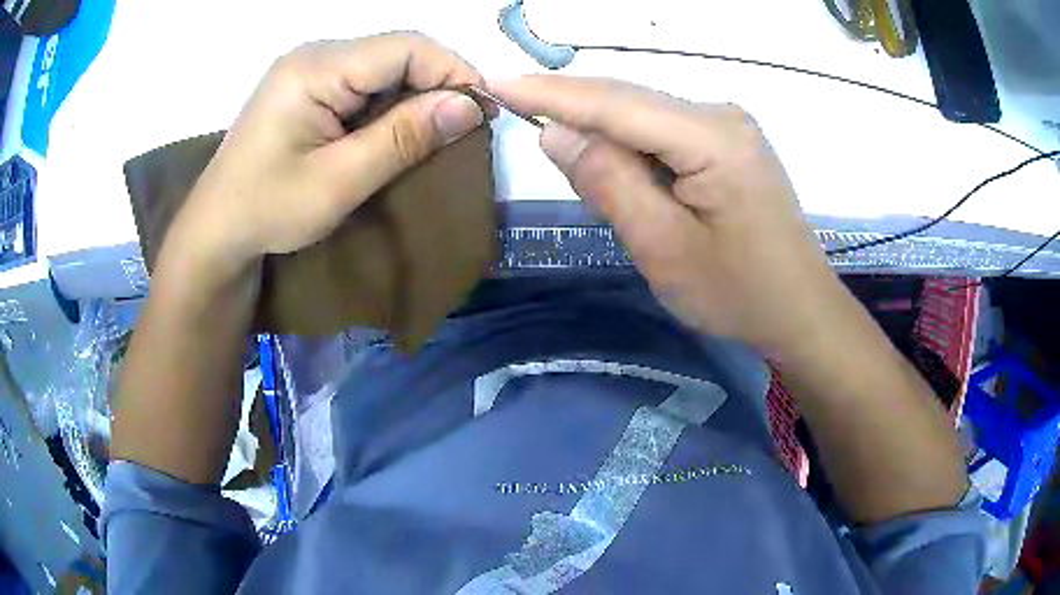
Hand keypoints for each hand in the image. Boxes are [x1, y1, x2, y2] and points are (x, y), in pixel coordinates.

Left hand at [172, 33, 486, 273]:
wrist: (215, 232)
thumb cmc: (267, 210)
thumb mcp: (339, 180)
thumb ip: (403, 138)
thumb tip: (470, 106)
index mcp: (317, 67)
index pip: (406, 47)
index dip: (453, 72)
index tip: (483, 112)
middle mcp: (315, 55)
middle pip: (396, 52)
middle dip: (437, 85)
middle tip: (464, 128)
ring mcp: (308, 70)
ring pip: (383, 68)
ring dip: (414, 97)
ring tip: (434, 135)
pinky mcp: (307, 88)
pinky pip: (363, 83)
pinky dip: (388, 106)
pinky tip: (395, 133)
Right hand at [491, 77, 846, 352]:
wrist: (800, 310)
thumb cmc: (738, 292)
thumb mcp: (663, 247)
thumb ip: (608, 182)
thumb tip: (555, 131)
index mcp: (711, 137)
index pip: (613, 102)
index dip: (550, 92)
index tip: (495, 82)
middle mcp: (721, 116)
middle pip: (629, 102)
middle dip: (572, 111)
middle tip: (520, 120)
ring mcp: (729, 127)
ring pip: (644, 117)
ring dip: (605, 139)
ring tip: (586, 178)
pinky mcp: (729, 144)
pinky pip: (664, 133)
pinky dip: (633, 151)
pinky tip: (628, 181)